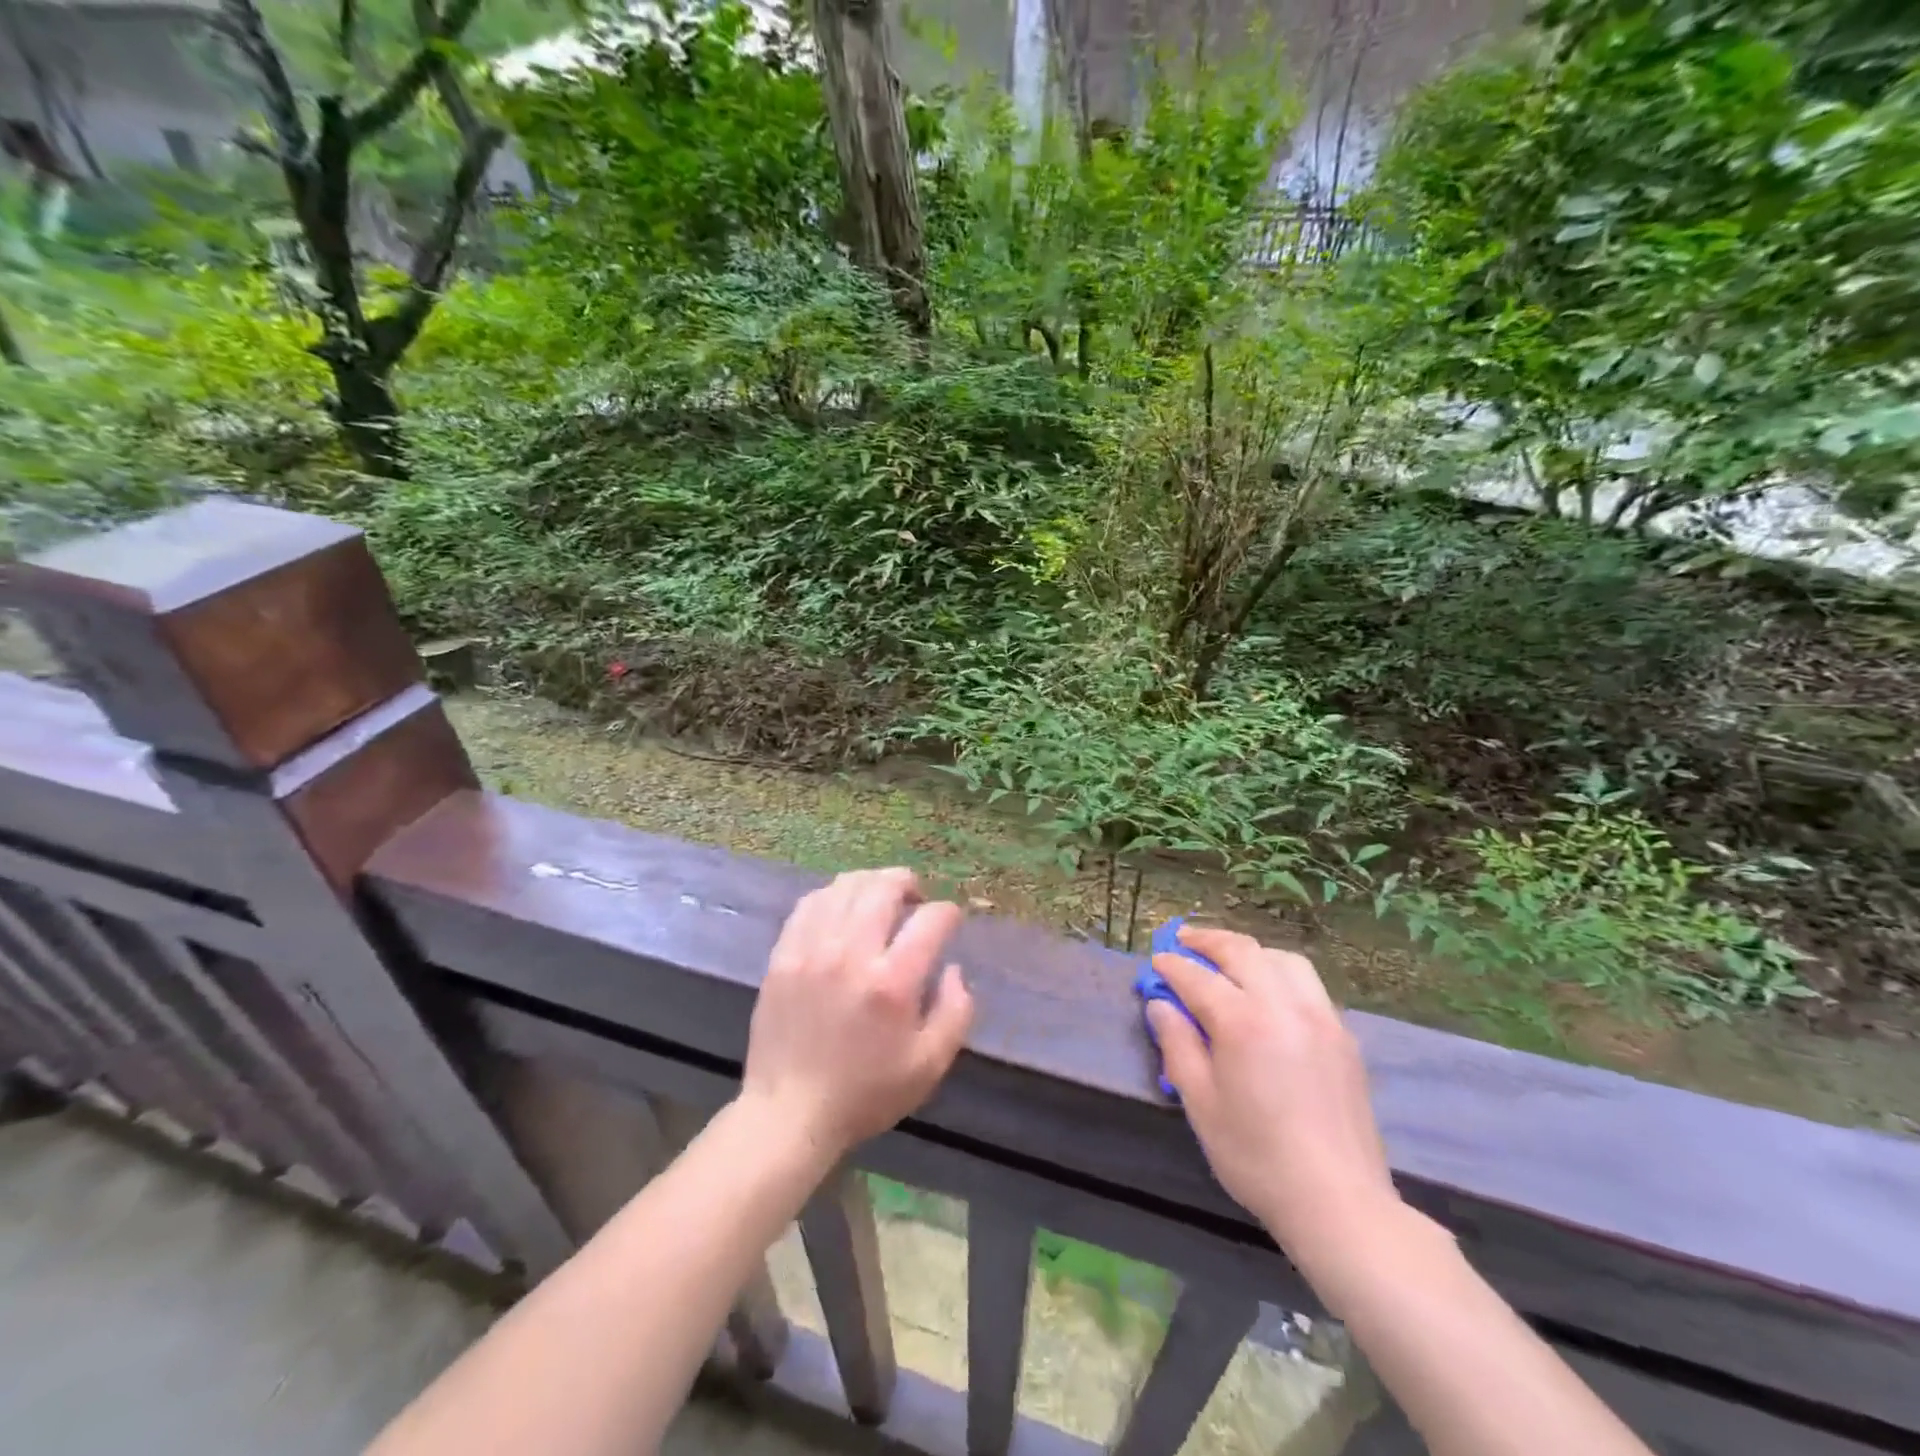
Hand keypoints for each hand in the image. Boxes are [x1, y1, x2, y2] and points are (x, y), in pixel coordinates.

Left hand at [742, 867, 974, 1160]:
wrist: (789, 1112)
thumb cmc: (866, 1093)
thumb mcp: (930, 1066)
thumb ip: (956, 1012)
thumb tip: (953, 969)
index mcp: (892, 983)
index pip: (930, 920)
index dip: (948, 913)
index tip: (949, 921)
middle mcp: (851, 954)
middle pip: (883, 888)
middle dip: (907, 883)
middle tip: (915, 896)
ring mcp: (811, 950)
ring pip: (844, 887)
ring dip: (870, 882)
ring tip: (880, 895)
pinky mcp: (783, 955)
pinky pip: (810, 904)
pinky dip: (832, 895)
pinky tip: (841, 906)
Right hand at [1147, 926, 1399, 1272]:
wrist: (1339, 1203)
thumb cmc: (1256, 1157)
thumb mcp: (1201, 1103)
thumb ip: (1177, 1045)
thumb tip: (1161, 1005)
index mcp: (1243, 1022)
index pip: (1198, 977)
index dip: (1173, 966)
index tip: (1157, 960)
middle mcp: (1284, 1006)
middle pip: (1243, 952)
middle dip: (1209, 941)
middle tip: (1184, 940)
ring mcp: (1321, 1017)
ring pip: (1282, 959)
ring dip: (1249, 952)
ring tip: (1228, 960)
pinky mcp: (1343, 1036)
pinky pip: (1308, 984)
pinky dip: (1279, 972)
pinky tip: (1268, 992)